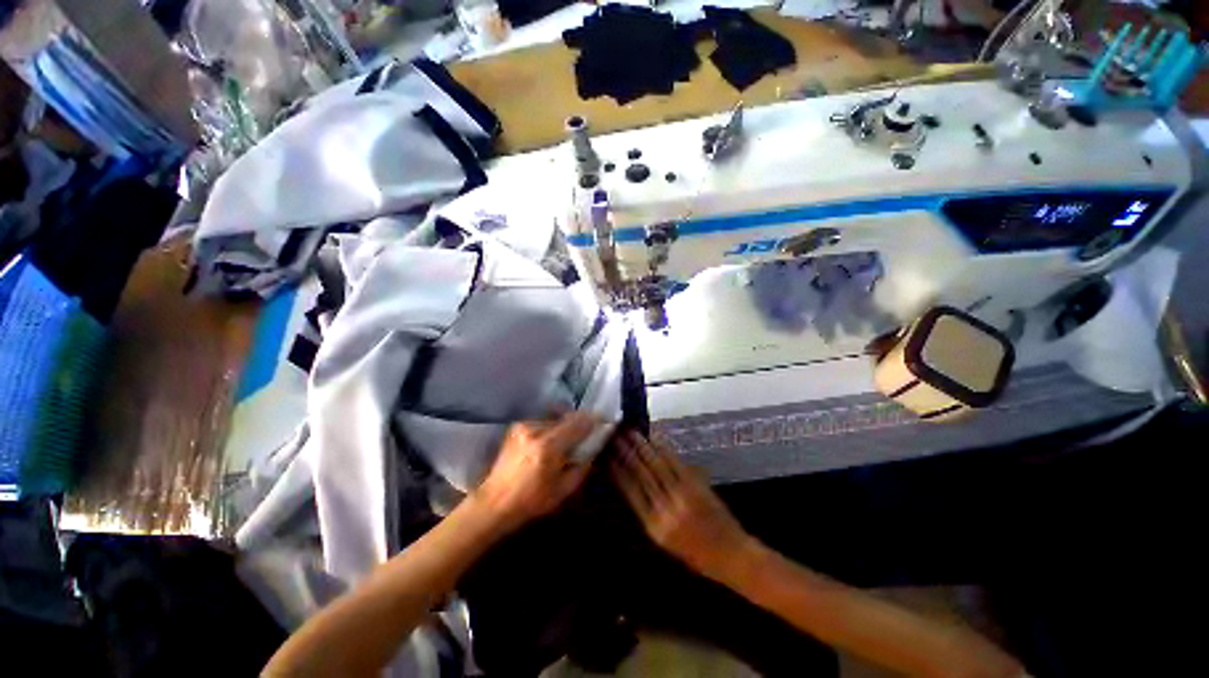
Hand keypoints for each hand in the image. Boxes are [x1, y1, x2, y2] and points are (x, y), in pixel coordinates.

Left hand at [473, 413, 599, 531]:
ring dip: (563, 426)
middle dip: (579, 423)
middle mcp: (536, 429)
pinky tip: (549, 443)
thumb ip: (582, 466)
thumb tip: (592, 449)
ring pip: (555, 418)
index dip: (593, 420)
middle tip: (585, 434)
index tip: (603, 422)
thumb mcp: (564, 490)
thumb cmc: (531, 501)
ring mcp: (524, 426)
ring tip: (565, 441)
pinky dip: (550, 428)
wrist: (494, 502)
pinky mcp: (517, 427)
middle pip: (567, 417)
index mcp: (549, 447)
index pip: (579, 423)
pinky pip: (542, 421)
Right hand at [611, 430, 753, 577]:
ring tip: (631, 432)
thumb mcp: (665, 541)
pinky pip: (676, 463)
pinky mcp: (696, 486)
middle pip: (641, 475)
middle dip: (626, 453)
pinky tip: (655, 438)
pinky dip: (664, 448)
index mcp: (654, 527)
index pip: (630, 493)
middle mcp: (665, 510)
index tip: (607, 455)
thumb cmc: (697, 554)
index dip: (618, 471)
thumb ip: (649, 513)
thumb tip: (632, 484)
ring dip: (642, 447)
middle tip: (615, 436)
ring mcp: (682, 496)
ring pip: (656, 466)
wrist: (732, 555)